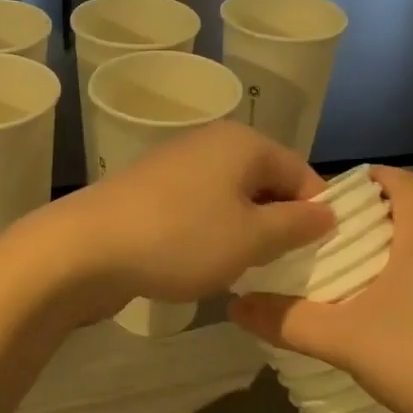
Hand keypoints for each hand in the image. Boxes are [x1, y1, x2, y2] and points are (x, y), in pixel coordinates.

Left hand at [42, 122, 333, 318]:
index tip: (319, 255)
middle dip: (279, 224)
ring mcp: (176, 165)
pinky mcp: (151, 191)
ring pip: (231, 198)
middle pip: (264, 182)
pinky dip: (210, 233)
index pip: (301, 173)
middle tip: (284, 267)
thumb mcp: (251, 238)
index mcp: (243, 143)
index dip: (316, 213)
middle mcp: (210, 143)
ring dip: (244, 232)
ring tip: (246, 270)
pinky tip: (204, 263)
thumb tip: (327, 213)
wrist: (86, 248)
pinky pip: (199, 208)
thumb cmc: (181, 239)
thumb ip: (296, 225)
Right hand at [229, 166, 412, 412]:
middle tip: (333, 252)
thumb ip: (288, 322)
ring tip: (363, 297)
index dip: (370, 178)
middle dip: (375, 230)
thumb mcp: (347, 341)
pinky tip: (407, 339)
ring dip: (401, 268)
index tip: (337, 194)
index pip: (402, 183)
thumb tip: (235, 306)